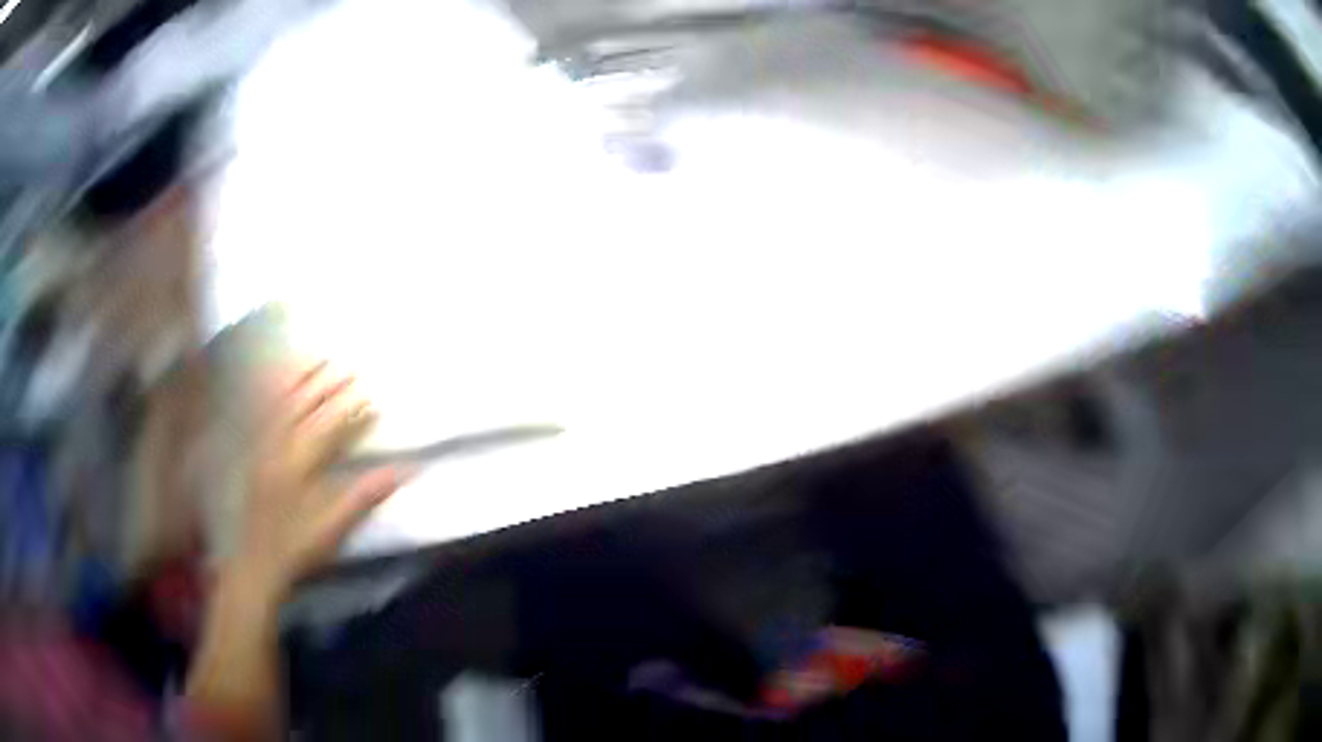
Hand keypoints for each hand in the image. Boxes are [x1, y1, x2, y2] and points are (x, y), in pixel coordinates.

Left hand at [227, 361, 403, 599]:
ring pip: (280, 406)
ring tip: (315, 360)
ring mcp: (263, 448)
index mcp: (298, 464)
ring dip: (298, 381)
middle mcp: (278, 448)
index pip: (327, 426)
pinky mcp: (254, 454)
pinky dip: (270, 394)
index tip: (367, 388)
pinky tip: (275, 382)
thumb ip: (364, 495)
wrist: (257, 561)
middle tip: (345, 364)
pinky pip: (262, 415)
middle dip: (325, 384)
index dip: (347, 406)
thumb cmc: (298, 547)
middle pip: (302, 408)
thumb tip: (403, 470)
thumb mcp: (333, 526)